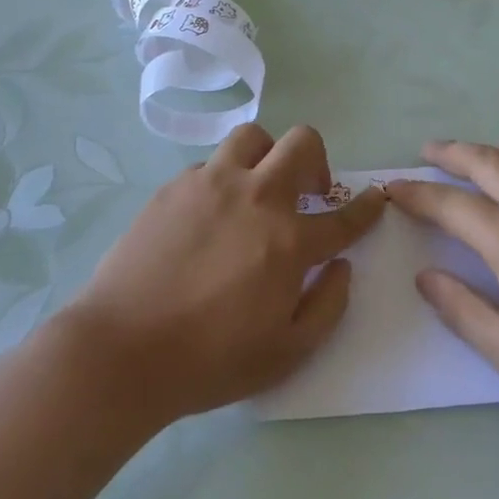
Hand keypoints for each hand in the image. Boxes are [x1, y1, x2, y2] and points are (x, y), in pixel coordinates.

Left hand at [64, 124, 384, 423]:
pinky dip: (223, 179)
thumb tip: (341, 266)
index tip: (376, 197)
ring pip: (254, 137)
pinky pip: (210, 164)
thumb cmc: (209, 360)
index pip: (344, 216)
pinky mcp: (174, 186)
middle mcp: (256, 198)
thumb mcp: (286, 353)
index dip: (368, 205)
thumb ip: (327, 306)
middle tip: (309, 192)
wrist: (122, 351)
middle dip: (318, 161)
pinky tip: (211, 212)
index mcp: (289, 241)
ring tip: (258, 187)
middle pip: (303, 143)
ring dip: (267, 156)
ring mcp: (211, 184)